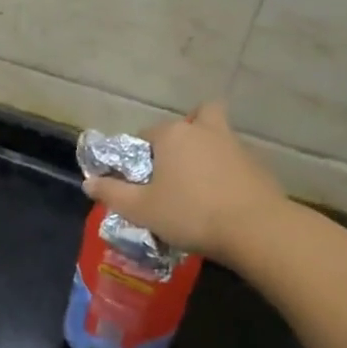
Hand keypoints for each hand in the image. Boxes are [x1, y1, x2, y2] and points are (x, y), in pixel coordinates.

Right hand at [82, 101, 287, 260]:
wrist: (257, 230)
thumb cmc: (191, 213)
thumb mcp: (141, 209)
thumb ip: (112, 193)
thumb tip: (88, 182)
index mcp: (172, 135)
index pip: (146, 134)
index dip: (139, 156)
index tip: (141, 181)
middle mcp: (203, 130)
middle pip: (194, 118)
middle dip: (185, 133)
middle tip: (178, 164)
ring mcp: (235, 145)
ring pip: (217, 136)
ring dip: (208, 151)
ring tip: (200, 185)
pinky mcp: (258, 165)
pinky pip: (235, 160)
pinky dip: (228, 171)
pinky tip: (223, 198)